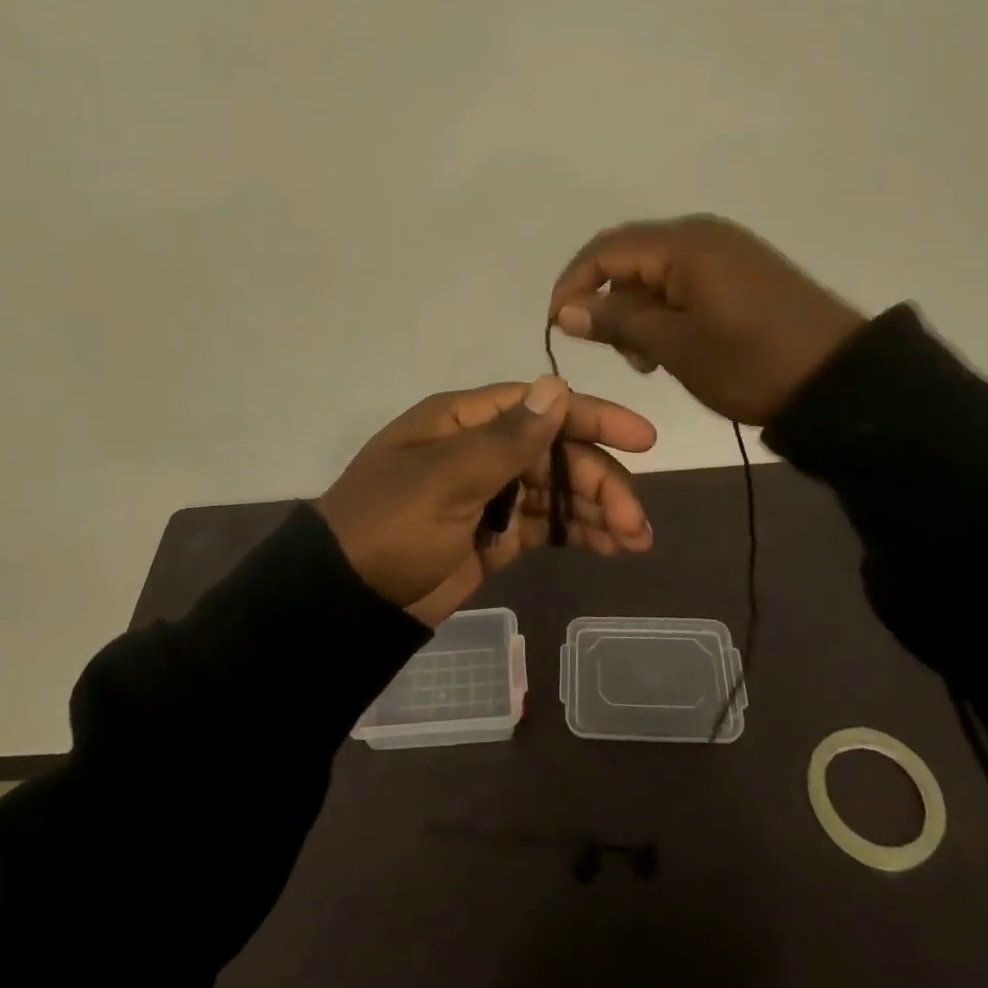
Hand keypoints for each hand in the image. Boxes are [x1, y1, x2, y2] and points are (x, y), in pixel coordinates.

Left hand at [317, 376, 656, 625]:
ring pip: (557, 490)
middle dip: (600, 481)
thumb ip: (507, 439)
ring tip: (636, 541)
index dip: (594, 418)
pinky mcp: (494, 534)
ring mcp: (489, 492)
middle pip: (557, 452)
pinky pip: (544, 523)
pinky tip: (610, 547)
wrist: (345, 602)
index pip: (540, 407)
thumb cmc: (390, 526)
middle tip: (635, 523)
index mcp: (465, 421)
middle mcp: (482, 449)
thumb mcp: (446, 480)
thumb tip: (557, 385)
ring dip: (597, 509)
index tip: (642, 440)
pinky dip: (576, 531)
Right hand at [548, 215, 866, 425]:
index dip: (572, 284)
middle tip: (615, 351)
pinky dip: (666, 310)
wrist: (841, 379)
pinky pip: (685, 280)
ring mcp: (726, 251)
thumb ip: (616, 321)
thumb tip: (566, 310)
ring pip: (656, 272)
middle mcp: (701, 235)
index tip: (558, 326)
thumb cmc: (750, 362)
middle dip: (609, 301)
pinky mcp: (743, 272)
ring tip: (648, 358)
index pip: (605, 250)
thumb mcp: (674, 346)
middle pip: (629, 257)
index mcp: (683, 244)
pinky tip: (675, 345)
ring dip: (638, 310)